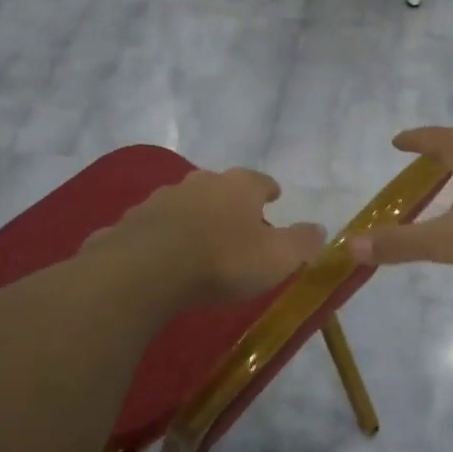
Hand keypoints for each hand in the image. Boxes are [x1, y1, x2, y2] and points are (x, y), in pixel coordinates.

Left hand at [90, 168, 326, 304]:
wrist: (147, 270)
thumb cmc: (223, 260)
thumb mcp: (277, 258)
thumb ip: (302, 242)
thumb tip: (320, 230)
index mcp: (239, 186)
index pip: (261, 181)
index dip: (269, 190)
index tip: (274, 197)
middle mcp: (200, 182)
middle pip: (220, 188)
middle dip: (230, 203)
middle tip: (238, 223)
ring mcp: (161, 198)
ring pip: (185, 204)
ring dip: (194, 217)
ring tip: (199, 241)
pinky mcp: (132, 221)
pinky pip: (154, 227)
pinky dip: (162, 236)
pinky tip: (162, 255)